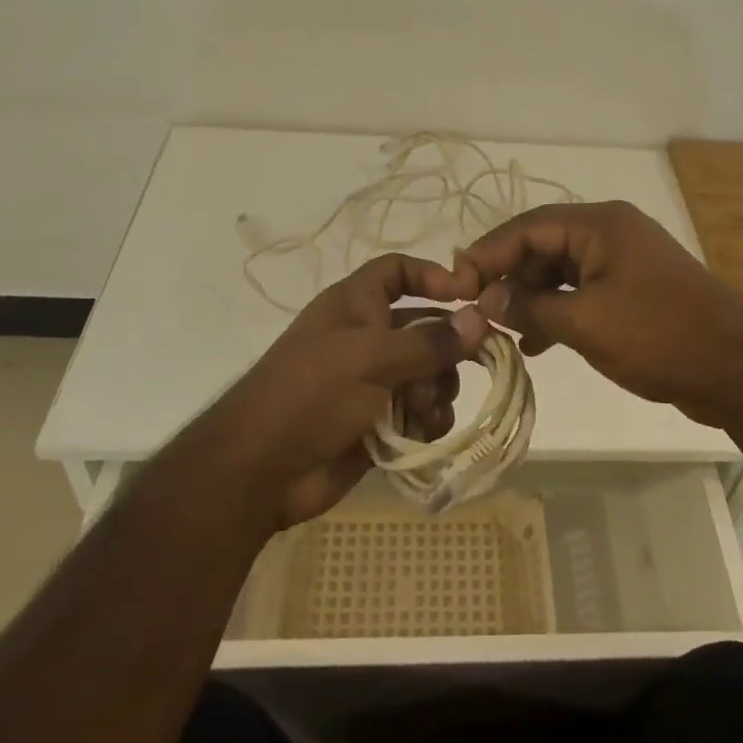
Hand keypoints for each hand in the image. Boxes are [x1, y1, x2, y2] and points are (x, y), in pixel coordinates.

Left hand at [205, 254, 489, 530]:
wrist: (261, 471)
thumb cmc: (312, 394)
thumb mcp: (371, 358)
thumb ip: (429, 342)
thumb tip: (480, 320)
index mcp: (356, 305)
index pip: (398, 271)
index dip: (431, 275)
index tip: (467, 295)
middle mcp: (368, 337)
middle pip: (425, 326)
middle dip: (448, 347)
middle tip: (476, 362)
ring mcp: (374, 382)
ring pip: (429, 373)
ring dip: (439, 388)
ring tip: (426, 408)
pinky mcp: (380, 422)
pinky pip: (421, 411)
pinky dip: (428, 419)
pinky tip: (423, 431)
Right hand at [455, 201, 742, 430]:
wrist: (739, 369)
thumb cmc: (660, 336)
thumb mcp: (586, 323)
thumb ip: (531, 307)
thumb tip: (486, 299)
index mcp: (600, 224)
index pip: (529, 227)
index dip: (489, 253)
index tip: (455, 282)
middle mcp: (610, 232)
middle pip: (543, 245)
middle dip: (509, 276)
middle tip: (477, 309)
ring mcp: (624, 261)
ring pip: (561, 270)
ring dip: (531, 297)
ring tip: (504, 330)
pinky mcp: (633, 289)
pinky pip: (582, 291)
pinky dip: (557, 310)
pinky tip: (538, 341)